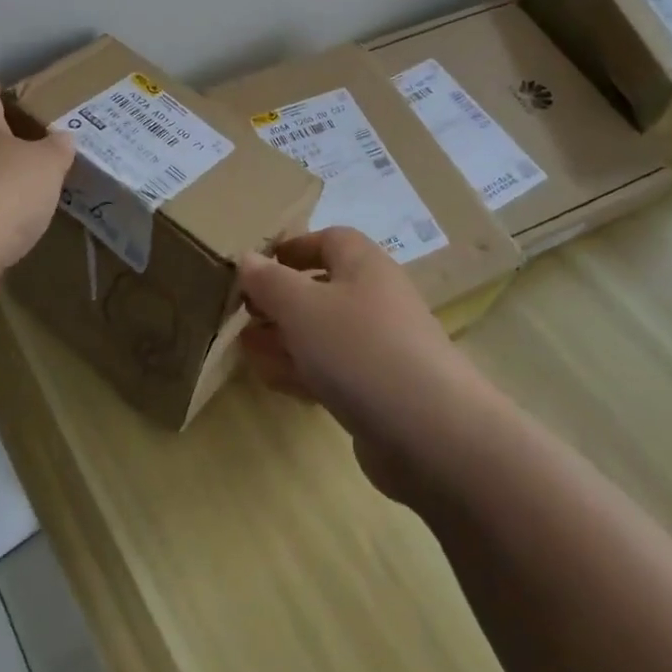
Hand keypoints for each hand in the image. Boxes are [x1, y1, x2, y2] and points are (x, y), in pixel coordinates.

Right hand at [238, 228, 480, 502]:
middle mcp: (375, 299)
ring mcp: (379, 348)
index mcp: (364, 265)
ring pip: (323, 333)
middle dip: (280, 298)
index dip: (293, 248)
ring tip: (244, 345)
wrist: (429, 432)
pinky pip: (332, 370)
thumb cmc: (359, 348)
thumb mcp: (301, 306)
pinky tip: (270, 378)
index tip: (257, 265)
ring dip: (284, 337)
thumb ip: (269, 281)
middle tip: (242, 312)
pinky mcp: (378, 391)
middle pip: (322, 288)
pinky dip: (301, 369)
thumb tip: (247, 259)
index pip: (329, 239)